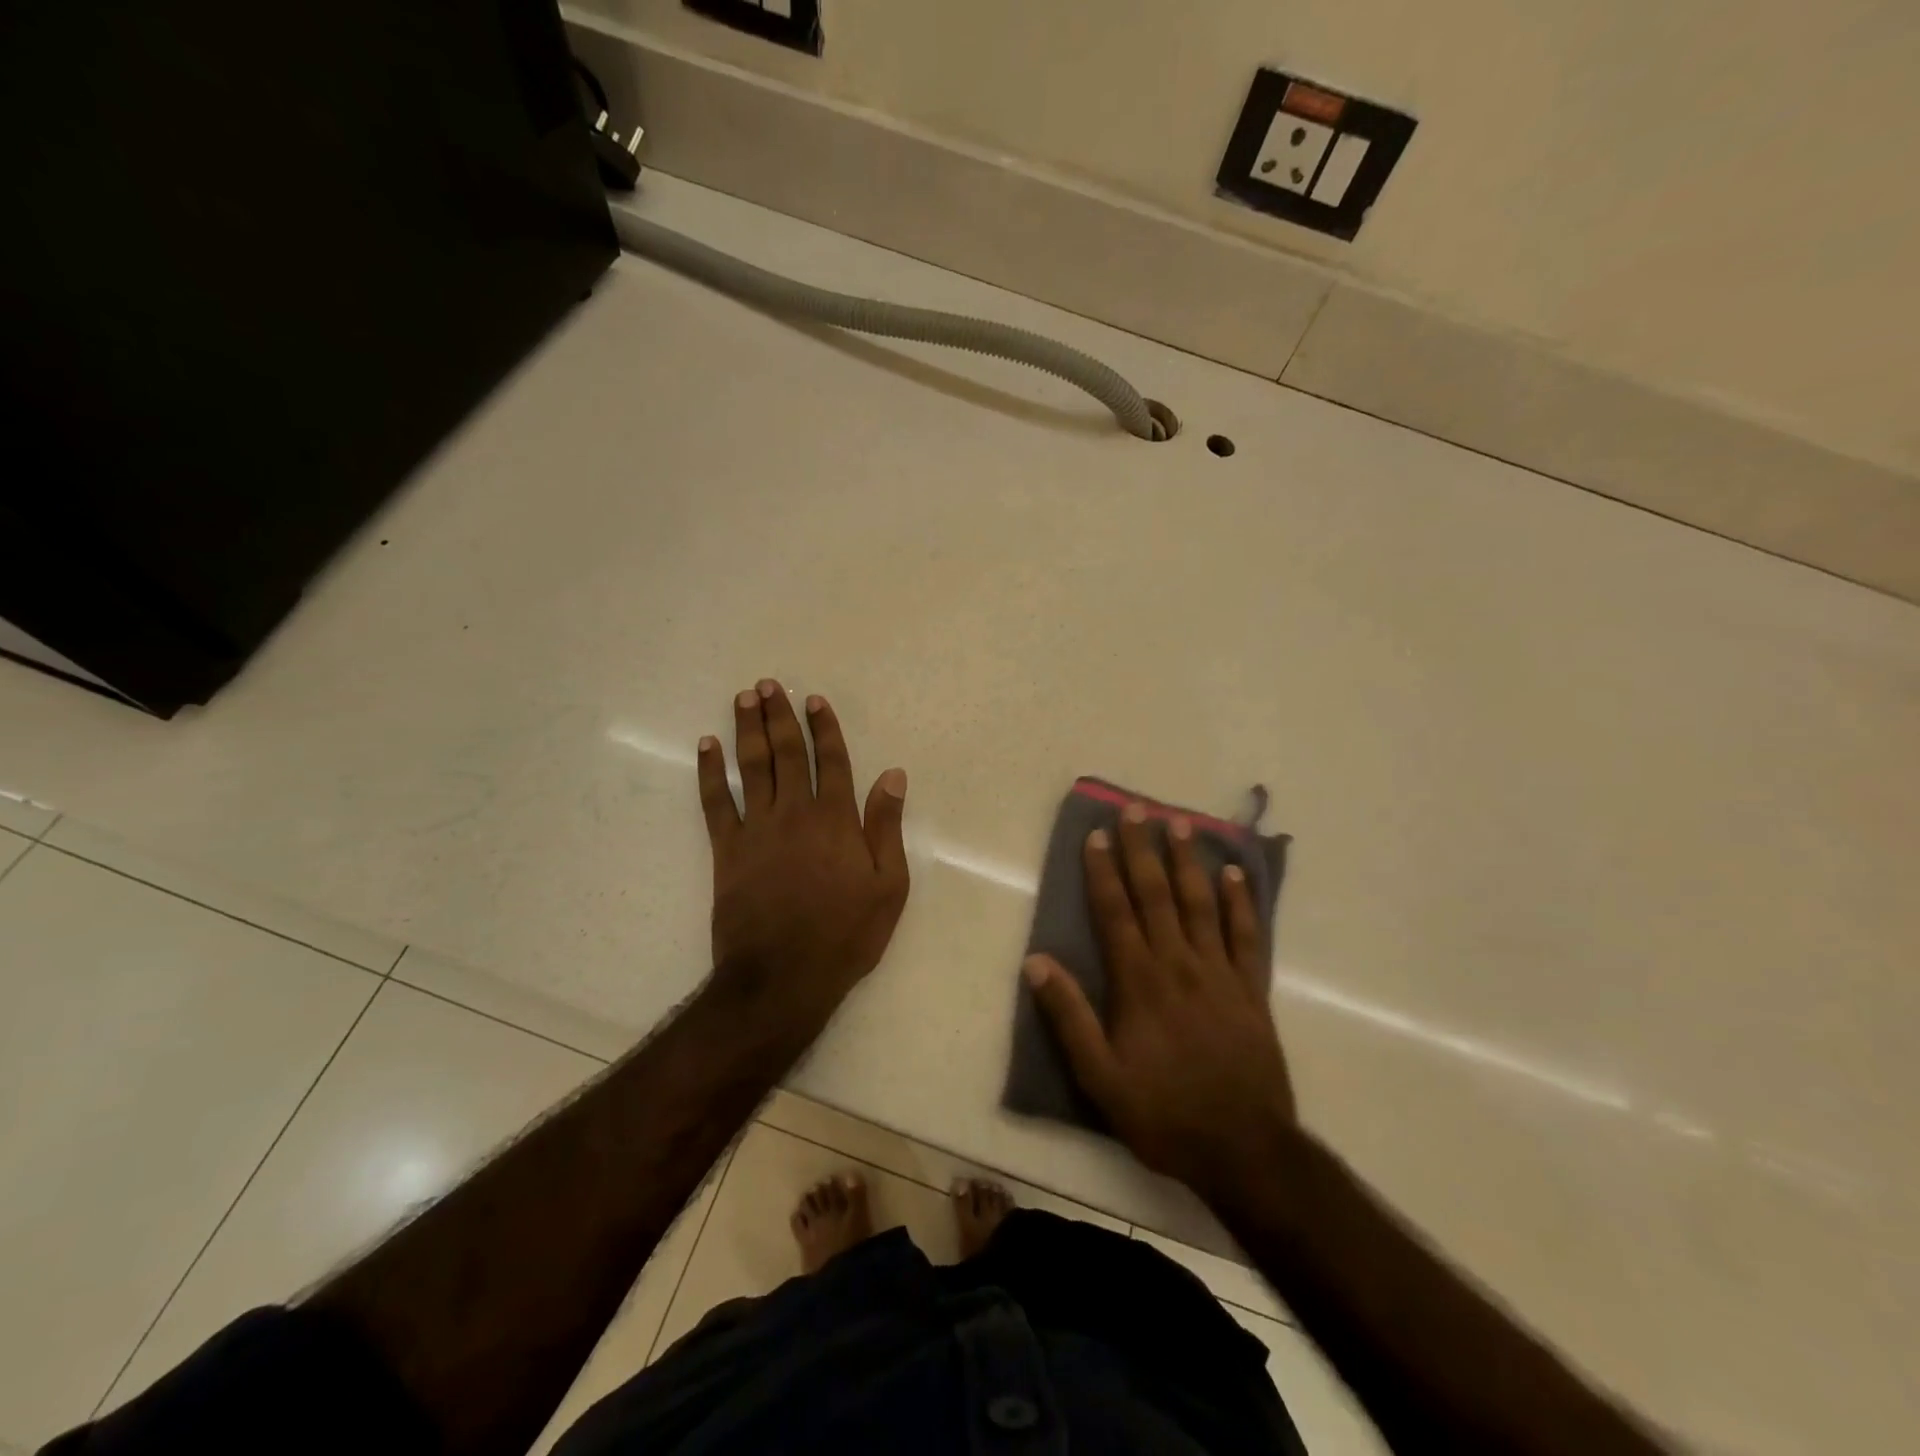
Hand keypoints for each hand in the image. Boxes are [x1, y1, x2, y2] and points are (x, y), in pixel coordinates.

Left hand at [697, 680, 909, 1019]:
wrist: (782, 977)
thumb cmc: (845, 935)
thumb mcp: (888, 887)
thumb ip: (887, 827)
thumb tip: (893, 776)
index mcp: (836, 820)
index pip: (832, 761)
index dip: (824, 728)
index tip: (814, 700)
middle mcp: (795, 813)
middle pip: (787, 753)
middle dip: (779, 716)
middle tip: (768, 685)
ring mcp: (757, 829)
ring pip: (752, 767)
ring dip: (747, 730)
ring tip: (743, 699)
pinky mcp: (726, 850)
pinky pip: (715, 802)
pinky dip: (710, 772)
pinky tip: (706, 747)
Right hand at [1025, 803, 1296, 1198]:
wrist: (1245, 1150)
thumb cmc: (1164, 1113)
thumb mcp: (1101, 1078)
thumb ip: (1069, 1018)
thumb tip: (1036, 962)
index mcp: (1140, 982)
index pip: (1116, 912)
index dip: (1103, 871)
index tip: (1096, 835)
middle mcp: (1179, 965)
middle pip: (1157, 895)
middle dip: (1143, 850)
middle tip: (1137, 809)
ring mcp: (1220, 974)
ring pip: (1201, 904)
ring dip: (1189, 862)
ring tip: (1181, 824)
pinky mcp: (1252, 990)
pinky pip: (1248, 936)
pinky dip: (1241, 903)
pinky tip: (1235, 874)